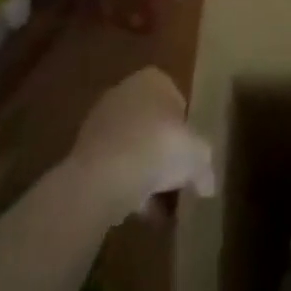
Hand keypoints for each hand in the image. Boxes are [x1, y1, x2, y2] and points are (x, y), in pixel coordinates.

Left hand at [68, 68, 215, 220]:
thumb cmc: (159, 148)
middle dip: (163, 154)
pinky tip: (137, 211)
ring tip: (158, 208)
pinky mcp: (82, 151)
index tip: (190, 155)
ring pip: (132, 149)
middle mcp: (124, 92)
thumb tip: (207, 185)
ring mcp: (100, 121)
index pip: (177, 101)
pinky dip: (125, 185)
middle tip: (176, 182)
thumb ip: (205, 168)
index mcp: (153, 80)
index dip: (186, 130)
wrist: (104, 176)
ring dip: (144, 174)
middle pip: (152, 126)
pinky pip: (113, 167)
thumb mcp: (198, 156)